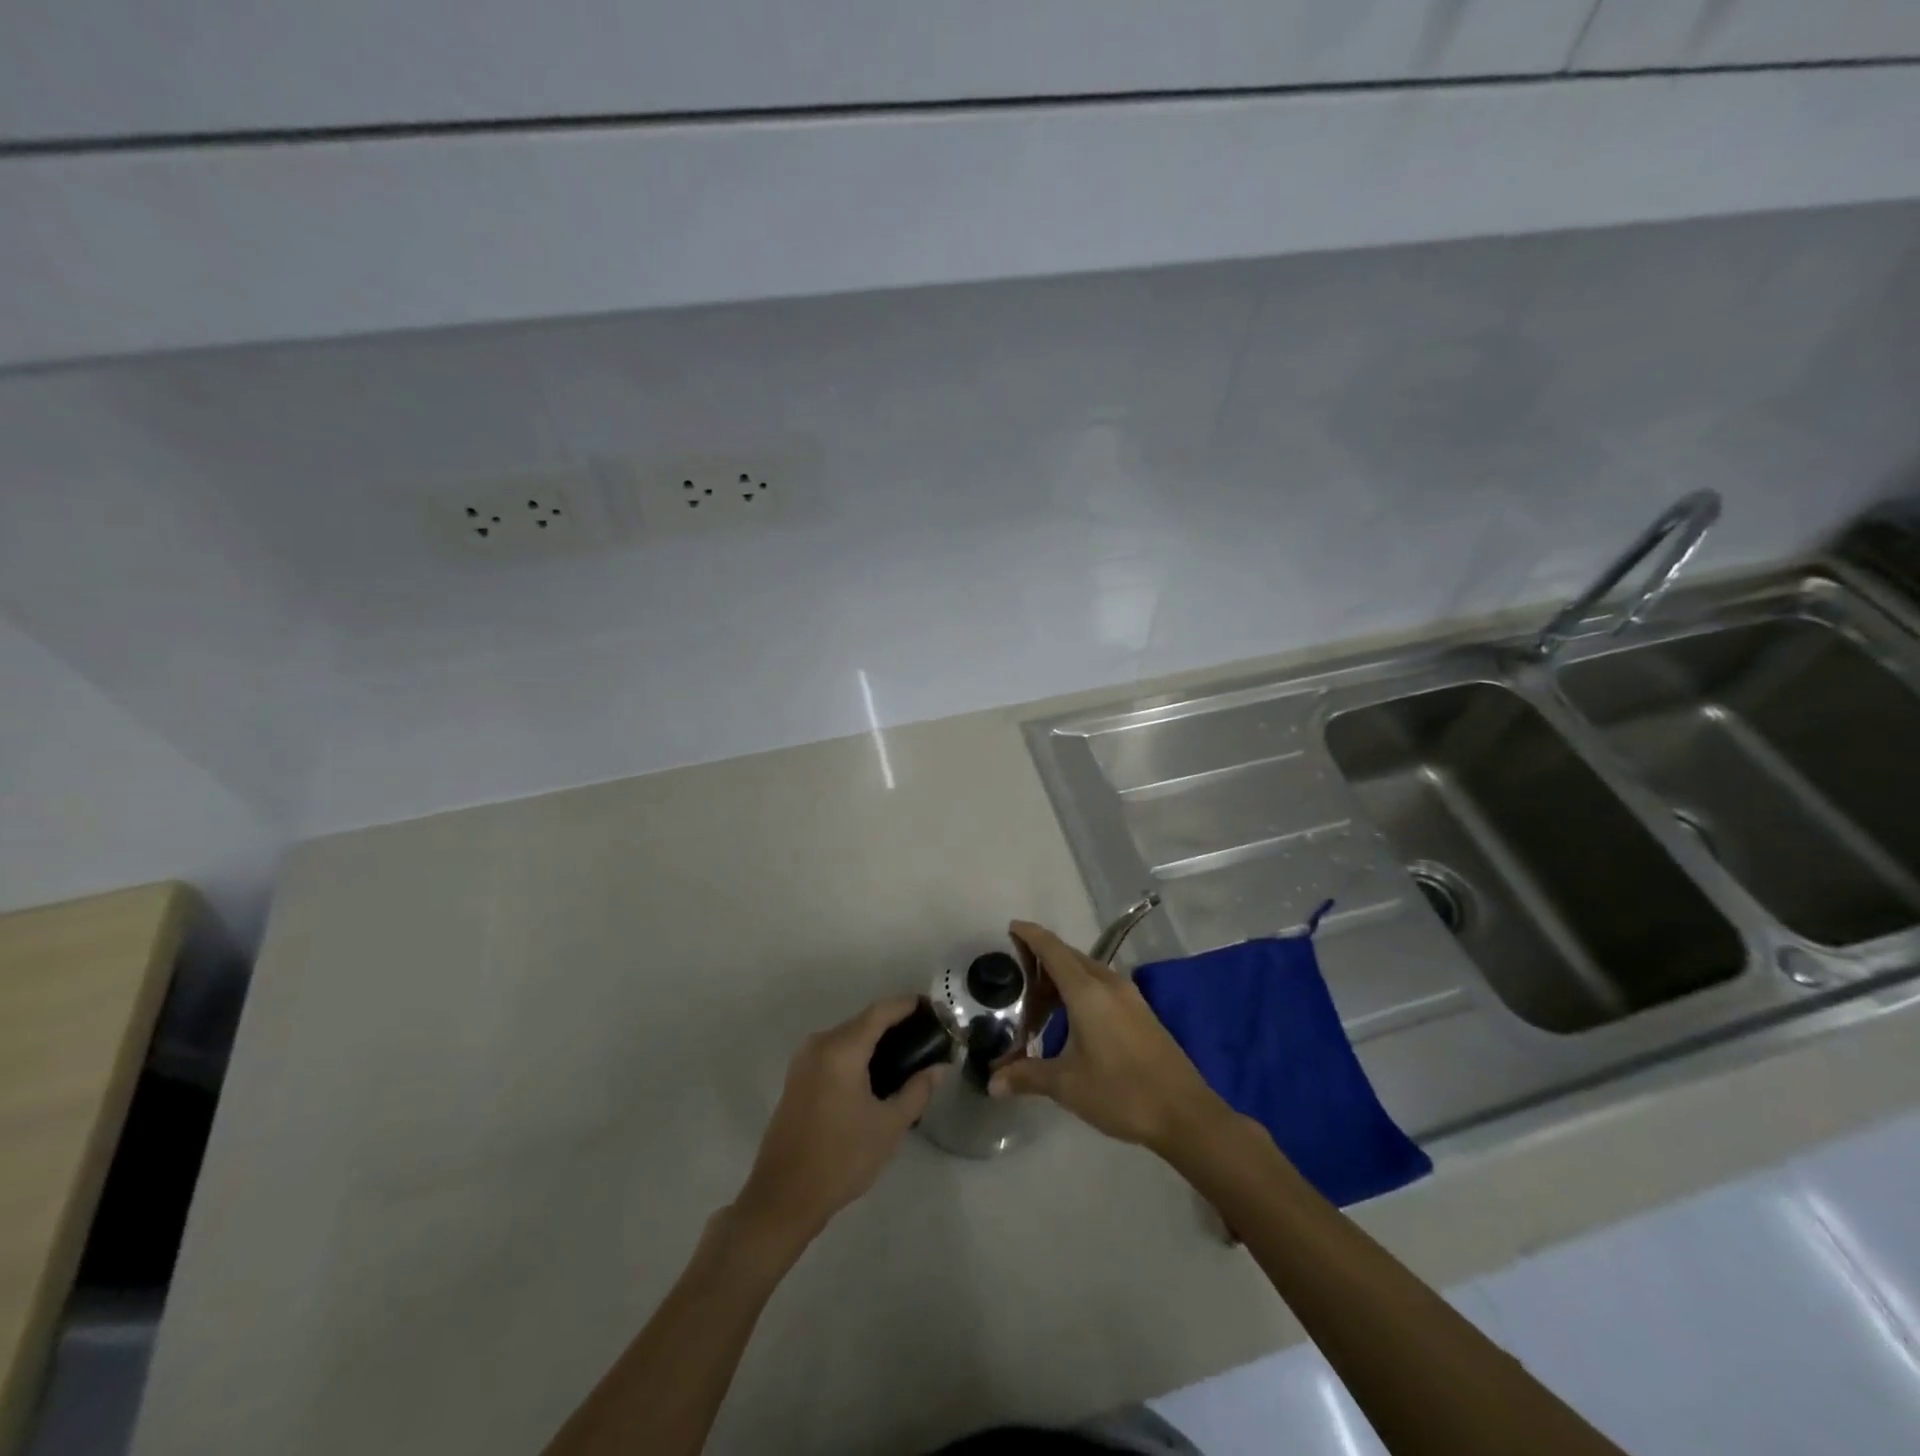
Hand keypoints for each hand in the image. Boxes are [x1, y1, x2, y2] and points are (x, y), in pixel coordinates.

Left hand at [733, 997, 943, 1248]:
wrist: (783, 1198)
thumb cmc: (841, 1159)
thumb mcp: (889, 1126)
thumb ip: (917, 1091)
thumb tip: (938, 1068)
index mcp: (841, 1049)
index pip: (880, 1011)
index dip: (907, 1004)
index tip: (933, 1007)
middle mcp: (819, 1044)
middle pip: (863, 1021)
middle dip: (894, 1023)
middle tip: (926, 1037)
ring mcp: (804, 1060)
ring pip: (848, 1037)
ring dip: (875, 1040)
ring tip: (907, 1055)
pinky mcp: (797, 1078)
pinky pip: (834, 1052)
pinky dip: (857, 1054)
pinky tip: (876, 1073)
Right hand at [989, 921, 1227, 1153]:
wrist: (1185, 1113)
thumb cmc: (1121, 1092)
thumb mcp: (1067, 1086)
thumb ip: (1027, 1077)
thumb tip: (992, 1082)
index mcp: (1087, 991)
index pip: (1053, 949)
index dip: (1031, 935)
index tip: (1011, 927)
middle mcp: (1108, 983)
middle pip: (1070, 956)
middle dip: (1043, 956)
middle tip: (1016, 970)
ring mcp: (1129, 996)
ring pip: (1088, 969)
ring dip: (1063, 974)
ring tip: (1038, 994)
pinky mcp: (1140, 1011)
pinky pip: (1102, 984)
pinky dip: (1080, 987)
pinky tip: (1071, 1014)